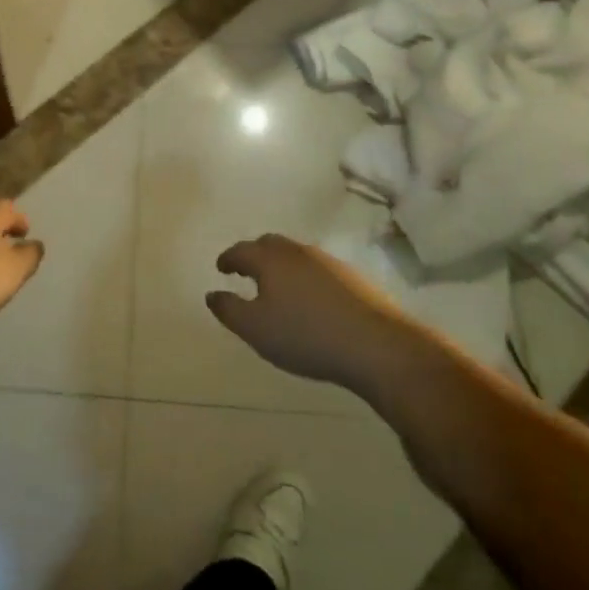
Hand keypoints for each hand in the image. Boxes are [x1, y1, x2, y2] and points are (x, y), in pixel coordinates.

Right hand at [206, 234, 409, 393]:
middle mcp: (297, 252)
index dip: (228, 259)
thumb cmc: (306, 336)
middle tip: (245, 271)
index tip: (220, 268)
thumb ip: (229, 310)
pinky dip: (304, 276)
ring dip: (281, 265)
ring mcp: (328, 261)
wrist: (376, 344)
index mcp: (270, 260)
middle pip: (269, 244)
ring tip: (276, 287)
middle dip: (254, 255)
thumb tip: (212, 293)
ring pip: (295, 255)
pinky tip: (309, 299)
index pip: (241, 251)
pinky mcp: (352, 277)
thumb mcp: (256, 330)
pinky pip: (317, 268)